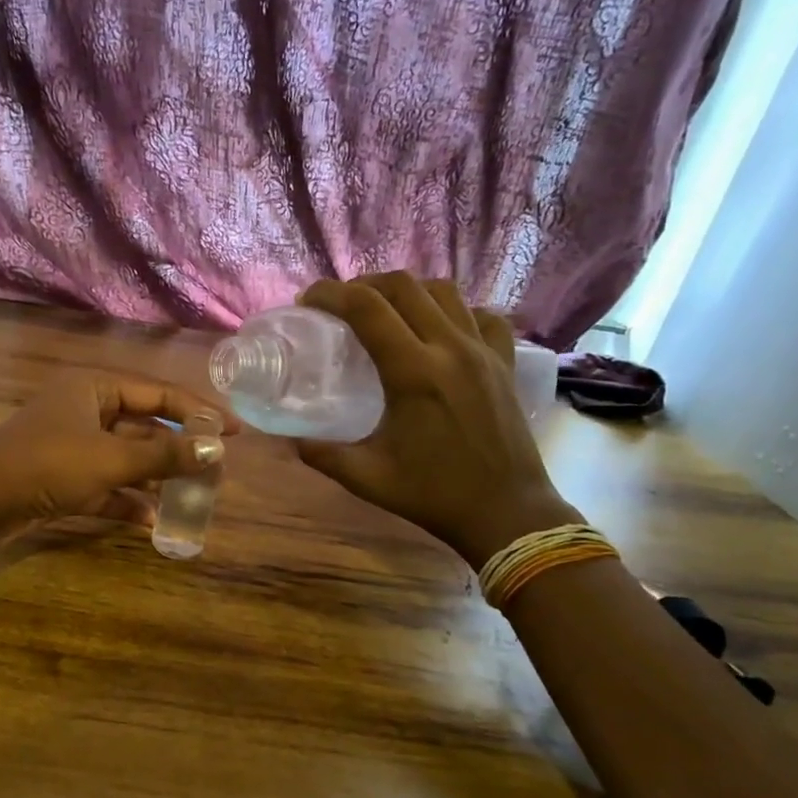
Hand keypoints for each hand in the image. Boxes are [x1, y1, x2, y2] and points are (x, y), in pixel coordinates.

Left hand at [0, 370, 233, 534]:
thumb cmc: (48, 465)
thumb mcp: (111, 459)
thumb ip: (165, 456)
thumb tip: (216, 450)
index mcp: (94, 387)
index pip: (158, 392)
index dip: (199, 410)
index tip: (235, 431)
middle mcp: (84, 409)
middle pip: (143, 426)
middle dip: (177, 450)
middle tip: (214, 470)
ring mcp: (72, 444)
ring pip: (125, 458)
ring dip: (154, 477)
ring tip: (192, 496)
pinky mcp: (61, 478)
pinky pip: (104, 485)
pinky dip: (125, 500)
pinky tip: (151, 521)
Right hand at [294, 274, 574, 564]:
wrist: (507, 513)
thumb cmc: (433, 495)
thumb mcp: (367, 477)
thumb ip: (323, 454)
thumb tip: (290, 439)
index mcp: (413, 373)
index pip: (366, 309)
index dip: (331, 294)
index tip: (308, 301)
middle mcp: (450, 348)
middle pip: (404, 286)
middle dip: (364, 285)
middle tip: (341, 304)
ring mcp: (483, 351)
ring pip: (443, 291)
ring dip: (407, 291)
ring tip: (384, 310)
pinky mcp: (504, 362)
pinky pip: (480, 315)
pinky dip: (454, 310)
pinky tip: (438, 328)